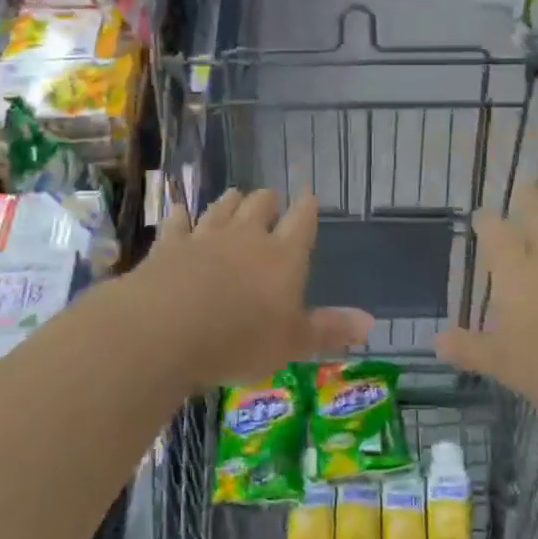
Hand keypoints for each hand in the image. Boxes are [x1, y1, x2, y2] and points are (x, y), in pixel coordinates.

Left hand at [133, 188, 373, 388]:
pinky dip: (181, 216)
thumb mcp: (293, 343)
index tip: (309, 195)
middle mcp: (246, 237)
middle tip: (270, 201)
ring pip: (222, 208)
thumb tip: (371, 321)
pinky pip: (177, 222)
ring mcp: (205, 237)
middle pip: (260, 205)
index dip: (307, 207)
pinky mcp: (168, 246)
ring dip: (230, 201)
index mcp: (283, 257)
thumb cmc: (239, 339)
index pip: (302, 221)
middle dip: (268, 201)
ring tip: (235, 196)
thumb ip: (329, 329)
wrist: (166, 328)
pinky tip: (180, 212)